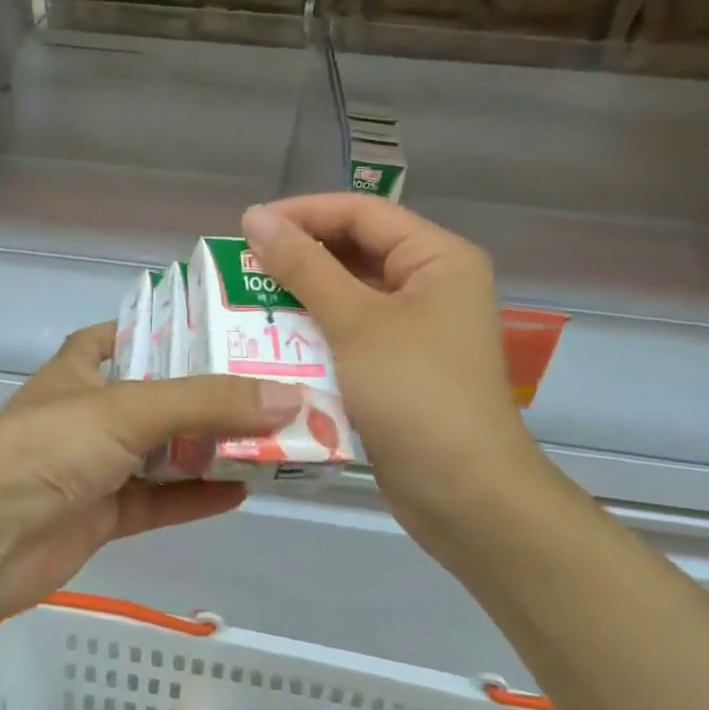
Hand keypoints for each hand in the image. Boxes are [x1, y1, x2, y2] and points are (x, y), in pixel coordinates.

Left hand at [0, 323, 300, 629]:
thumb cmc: (52, 446)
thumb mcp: (130, 408)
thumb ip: (208, 402)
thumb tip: (290, 397)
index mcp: (79, 372)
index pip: (117, 338)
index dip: (157, 331)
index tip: (211, 330)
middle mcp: (87, 415)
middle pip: (154, 398)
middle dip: (204, 396)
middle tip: (265, 387)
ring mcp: (94, 468)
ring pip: (160, 453)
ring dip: (207, 449)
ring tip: (268, 439)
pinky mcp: (102, 516)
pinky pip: (158, 501)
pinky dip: (195, 497)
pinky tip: (241, 492)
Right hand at [242, 195, 549, 536]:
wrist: (466, 496)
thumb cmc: (416, 393)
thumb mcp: (355, 322)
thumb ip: (303, 266)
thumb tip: (255, 217)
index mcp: (437, 258)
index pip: (361, 212)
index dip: (303, 213)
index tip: (247, 227)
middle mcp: (430, 284)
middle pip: (354, 250)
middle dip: (298, 256)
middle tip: (242, 266)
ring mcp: (415, 328)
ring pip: (347, 293)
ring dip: (300, 296)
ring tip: (247, 300)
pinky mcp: (398, 365)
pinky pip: (349, 331)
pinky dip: (313, 331)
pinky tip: (272, 340)